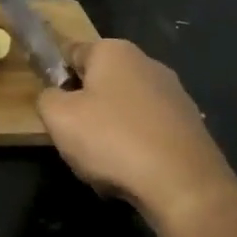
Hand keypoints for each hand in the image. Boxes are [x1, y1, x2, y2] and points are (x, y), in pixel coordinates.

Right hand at [37, 39, 236, 231]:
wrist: (184, 185)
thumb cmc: (113, 140)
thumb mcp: (58, 117)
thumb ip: (46, 98)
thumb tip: (55, 96)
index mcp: (114, 51)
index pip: (71, 52)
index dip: (55, 76)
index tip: (51, 106)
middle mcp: (147, 63)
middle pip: (100, 82)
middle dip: (85, 107)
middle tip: (73, 138)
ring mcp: (174, 94)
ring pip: (124, 109)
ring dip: (109, 131)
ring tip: (103, 163)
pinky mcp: (190, 124)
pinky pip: (148, 131)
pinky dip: (136, 147)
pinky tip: (131, 172)